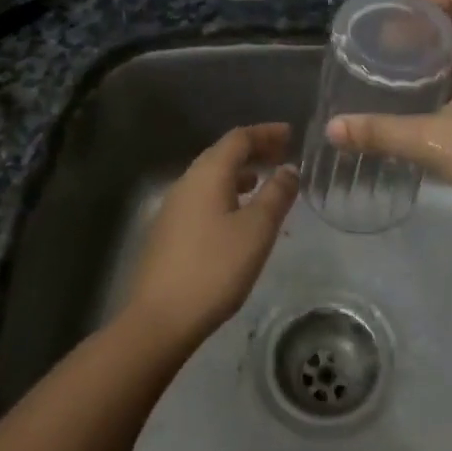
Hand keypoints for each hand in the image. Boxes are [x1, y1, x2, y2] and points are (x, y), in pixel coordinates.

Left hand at [121, 123, 298, 351]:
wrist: (160, 317)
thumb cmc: (215, 268)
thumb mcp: (256, 230)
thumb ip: (276, 195)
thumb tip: (289, 168)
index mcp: (207, 174)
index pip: (238, 138)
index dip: (265, 133)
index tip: (291, 134)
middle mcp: (187, 181)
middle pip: (223, 154)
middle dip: (254, 150)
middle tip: (283, 153)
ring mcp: (174, 206)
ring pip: (212, 176)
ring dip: (240, 172)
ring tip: (266, 180)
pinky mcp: (170, 230)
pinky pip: (204, 196)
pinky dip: (227, 192)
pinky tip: (239, 213)